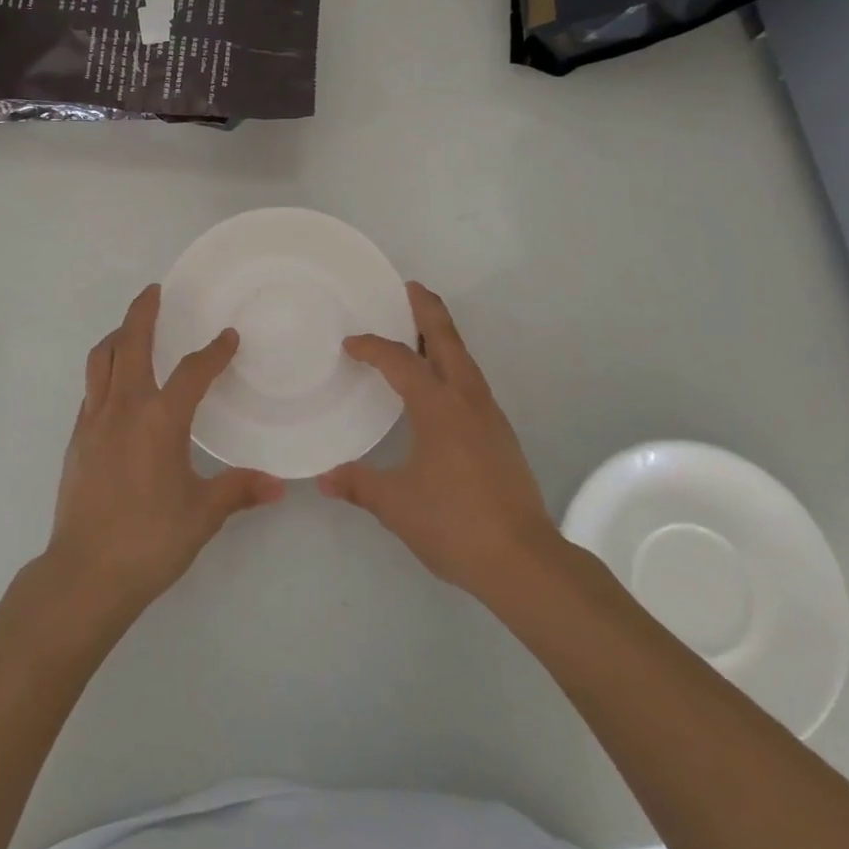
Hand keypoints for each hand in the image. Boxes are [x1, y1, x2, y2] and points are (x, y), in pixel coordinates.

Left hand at [46, 285, 285, 621]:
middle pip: (130, 343)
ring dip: (117, 336)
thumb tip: (279, 485)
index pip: (191, 371)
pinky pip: (91, 388)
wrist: (83, 574)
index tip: (228, 338)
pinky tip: (116, 385)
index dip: (213, 352)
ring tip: (131, 328)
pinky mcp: (76, 438)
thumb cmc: (149, 540)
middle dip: (143, 312)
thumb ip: (238, 490)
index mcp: (159, 420)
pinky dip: (104, 370)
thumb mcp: (202, 515)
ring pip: (100, 359)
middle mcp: (123, 408)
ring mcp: (93, 421)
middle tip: (155, 291)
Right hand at [318, 283, 562, 603]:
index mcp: (438, 406)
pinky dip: (452, 365)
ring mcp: (489, 415)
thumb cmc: (454, 523)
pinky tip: (441, 386)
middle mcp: (467, 399)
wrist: (524, 560)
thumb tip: (324, 479)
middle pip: (447, 339)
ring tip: (420, 330)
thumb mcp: (396, 505)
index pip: (400, 361)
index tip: (350, 344)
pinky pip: (471, 382)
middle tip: (409, 288)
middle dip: (428, 310)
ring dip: (442, 337)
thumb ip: (359, 485)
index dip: (372, 347)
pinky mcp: (500, 434)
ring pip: (464, 359)